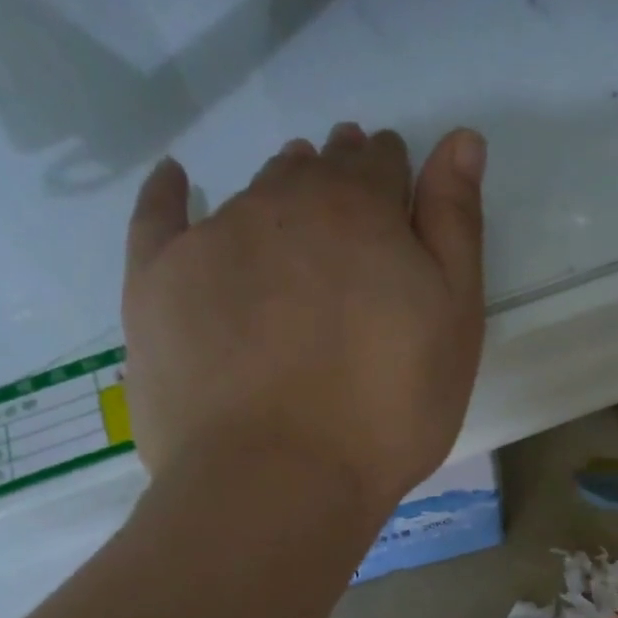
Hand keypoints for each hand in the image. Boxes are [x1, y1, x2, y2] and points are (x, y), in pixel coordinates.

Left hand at [121, 122, 487, 514]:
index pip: (382, 163)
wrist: (279, 479)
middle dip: (338, 179)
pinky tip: (178, 182)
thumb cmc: (389, 410)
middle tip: (349, 214)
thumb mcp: (454, 322)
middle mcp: (284, 203)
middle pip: (317, 171)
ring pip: (253, 192)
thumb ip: (456, 227)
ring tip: (290, 218)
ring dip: (279, 193)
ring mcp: (213, 238)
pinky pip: (158, 215)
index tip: (398, 203)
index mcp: (362, 210)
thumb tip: (461, 137)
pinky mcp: (156, 281)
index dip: (395, 177)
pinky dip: (170, 193)